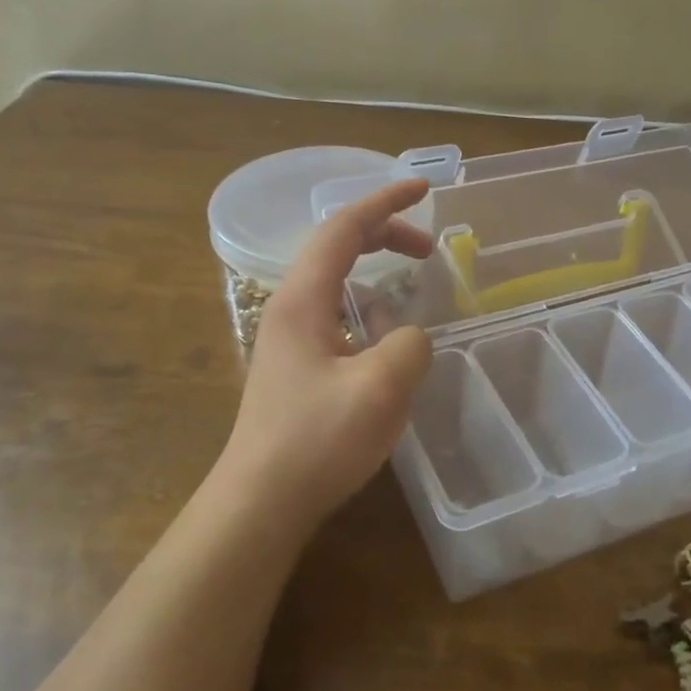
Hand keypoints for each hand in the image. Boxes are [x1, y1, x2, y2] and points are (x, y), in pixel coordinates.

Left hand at [218, 179, 434, 524]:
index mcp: (303, 300)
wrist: (261, 502)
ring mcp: (289, 338)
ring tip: (412, 292)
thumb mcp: (381, 388)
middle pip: (338, 249)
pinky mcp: (296, 366)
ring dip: (377, 275)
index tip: (424, 188)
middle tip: (429, 248)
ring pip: (337, 284)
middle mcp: (290, 308)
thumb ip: (410, 344)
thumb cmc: (317, 441)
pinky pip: (338, 317)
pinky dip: (369, 311)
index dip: (385, 202)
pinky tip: (387, 343)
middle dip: (385, 236)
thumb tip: (409, 335)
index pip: (344, 229)